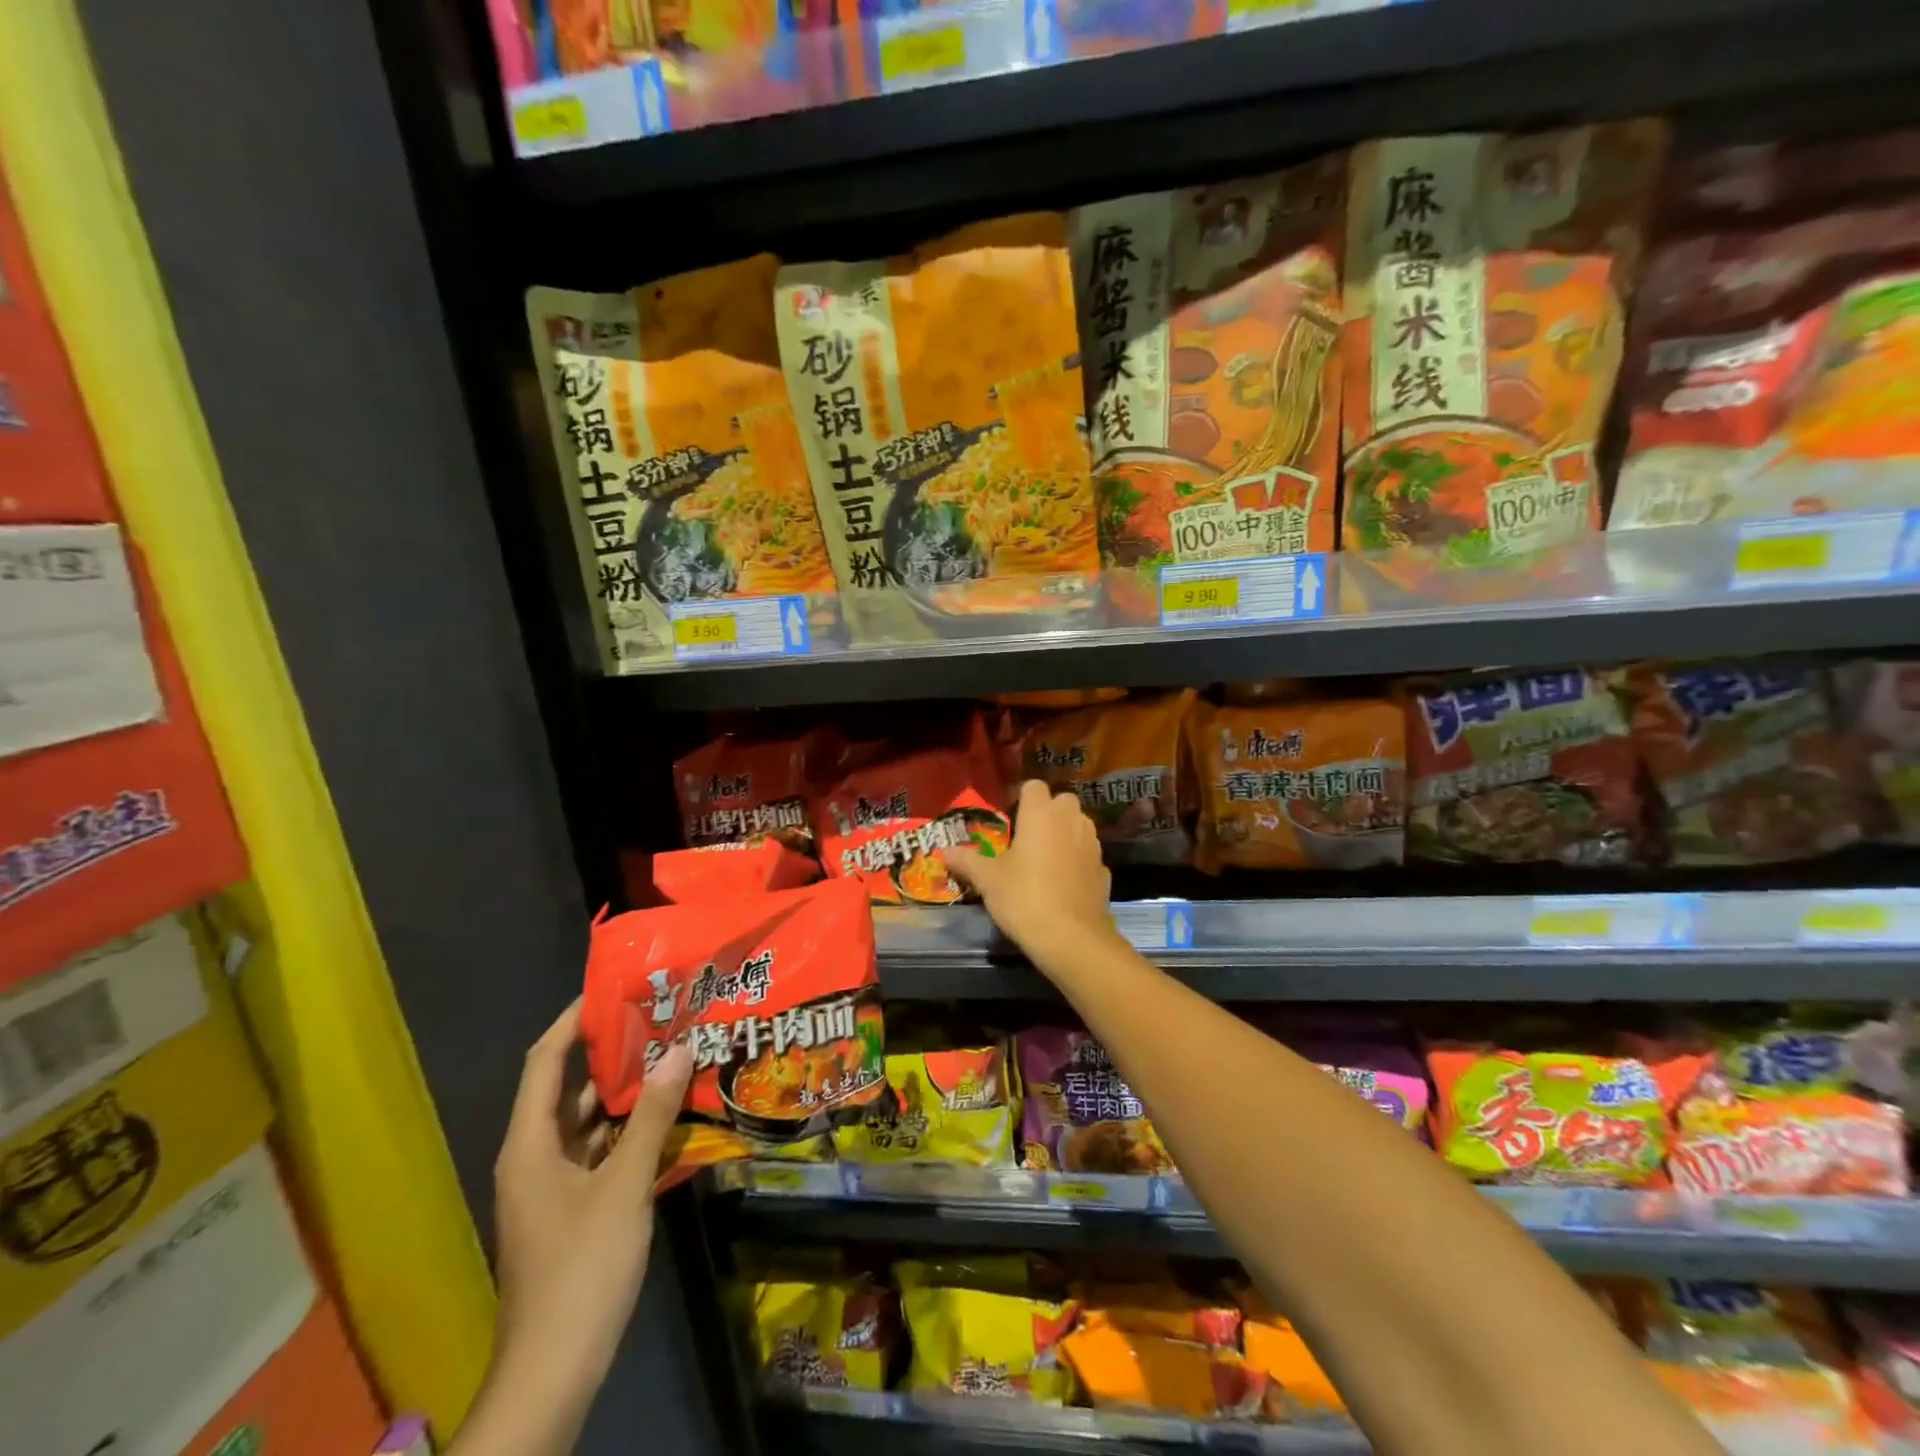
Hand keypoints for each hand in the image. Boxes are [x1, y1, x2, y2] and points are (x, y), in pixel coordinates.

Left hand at [490, 1000, 691, 1405]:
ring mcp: (552, 1187)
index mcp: (530, 1145)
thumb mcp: (624, 1183)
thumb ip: (652, 1115)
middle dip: (612, 1055)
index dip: (571, 1022)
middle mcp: (535, 1158)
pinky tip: (669, 1119)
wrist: (555, 1368)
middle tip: (660, 1022)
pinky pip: (599, 1153)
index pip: (544, 1063)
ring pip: (589, 1123)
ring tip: (672, 1059)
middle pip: (569, 1090)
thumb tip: (679, 1050)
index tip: (610, 991)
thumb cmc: (582, 1265)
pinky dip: (629, 1132)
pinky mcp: (571, 1210)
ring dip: (626, 1094)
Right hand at [943, 780, 1116, 963]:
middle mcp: (1071, 820)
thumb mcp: (987, 880)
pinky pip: (1086, 855)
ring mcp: (1092, 844)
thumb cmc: (1024, 897)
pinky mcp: (1104, 869)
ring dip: (1063, 835)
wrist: (1072, 938)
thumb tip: (944, 851)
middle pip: (1061, 802)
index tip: (1008, 819)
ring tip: (1043, 861)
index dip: (1020, 798)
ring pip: (1078, 826)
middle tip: (1025, 839)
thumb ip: (967, 860)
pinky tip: (1062, 884)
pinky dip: (1076, 861)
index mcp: (1041, 813)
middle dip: (1046, 814)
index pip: (1033, 786)